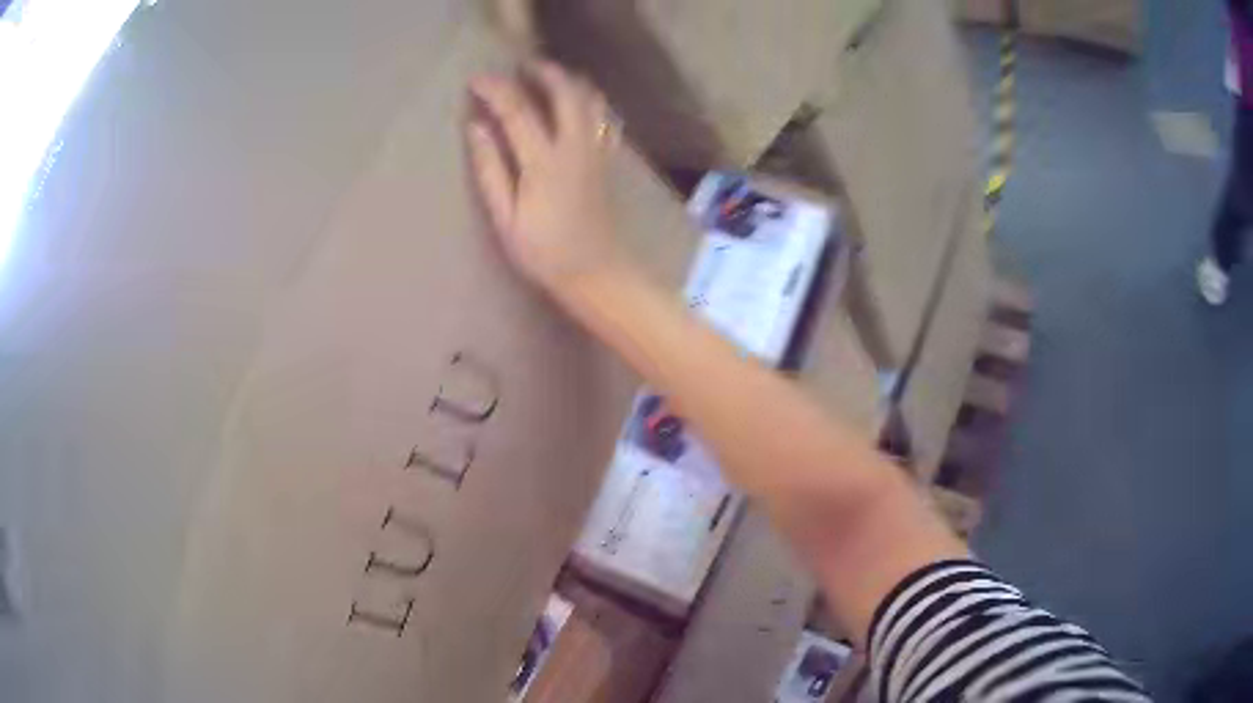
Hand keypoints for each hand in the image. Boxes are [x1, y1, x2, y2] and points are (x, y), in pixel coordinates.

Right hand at [466, 62, 625, 299]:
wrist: (596, 272)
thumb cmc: (543, 252)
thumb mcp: (505, 218)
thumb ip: (490, 169)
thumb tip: (476, 126)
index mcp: (543, 162)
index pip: (517, 109)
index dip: (495, 89)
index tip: (475, 80)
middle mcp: (575, 147)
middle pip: (565, 92)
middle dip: (542, 71)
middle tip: (520, 66)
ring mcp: (596, 151)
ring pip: (591, 99)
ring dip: (570, 81)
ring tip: (548, 77)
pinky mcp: (607, 159)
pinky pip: (605, 117)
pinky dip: (592, 101)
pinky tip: (579, 103)